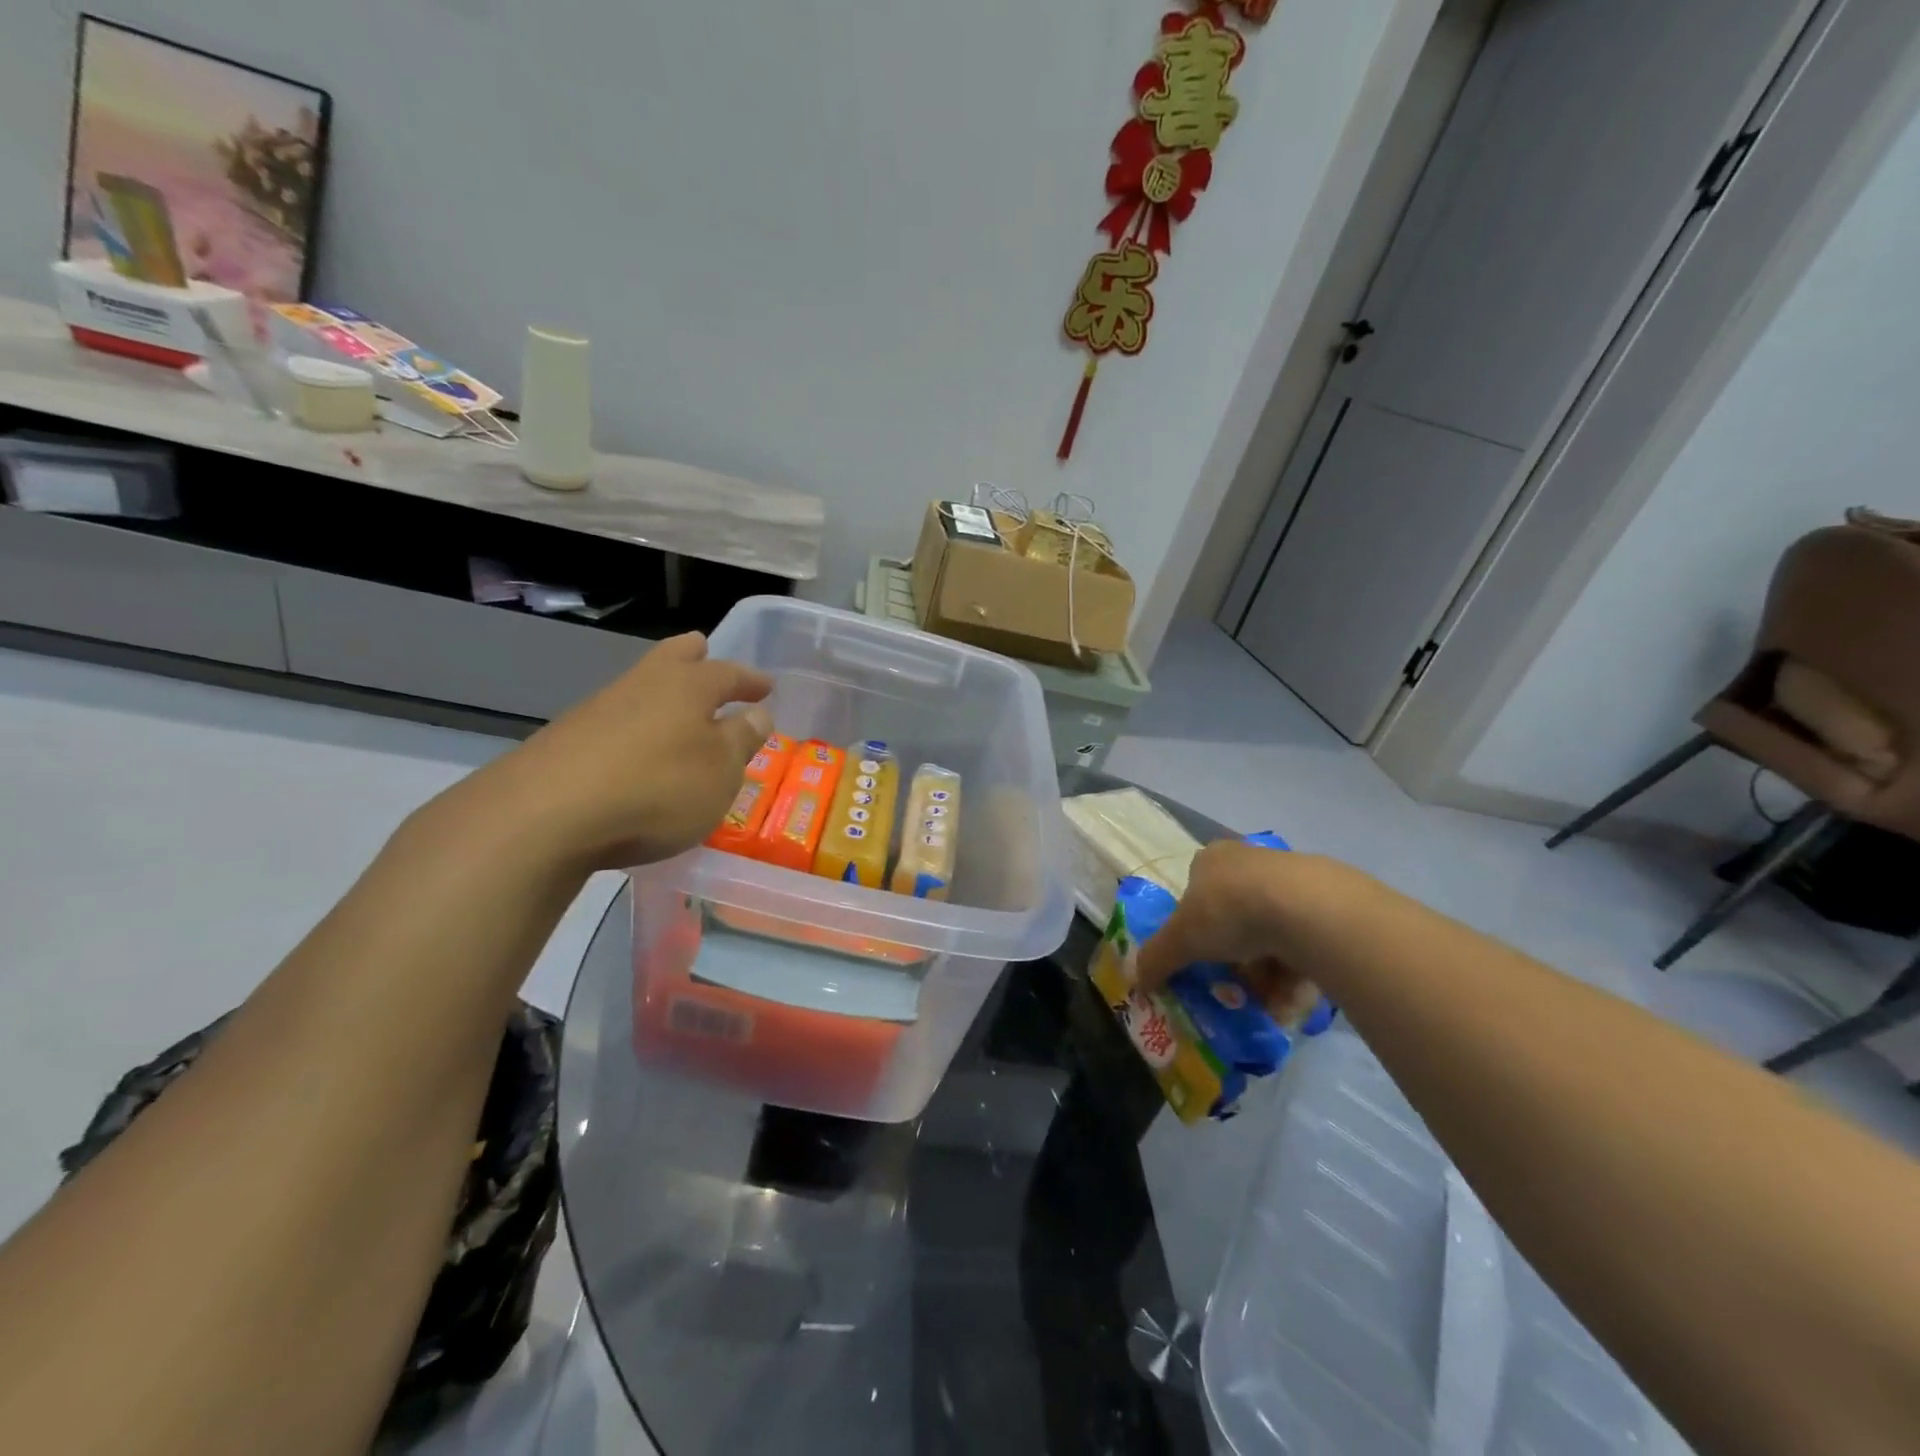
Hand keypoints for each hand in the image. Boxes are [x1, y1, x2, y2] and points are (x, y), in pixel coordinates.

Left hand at [447, 633, 772, 871]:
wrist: (545, 816)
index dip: (750, 681)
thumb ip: (740, 741)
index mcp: (687, 686)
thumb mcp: (719, 772)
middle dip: (694, 657)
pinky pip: (615, 722)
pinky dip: (635, 729)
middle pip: (672, 657)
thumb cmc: (656, 788)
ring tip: (678, 715)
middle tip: (706, 655)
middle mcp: (642, 686)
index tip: (766, 687)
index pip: (728, 674)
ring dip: (662, 696)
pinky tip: (637, 754)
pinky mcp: (566, 739)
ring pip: (640, 688)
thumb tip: (757, 714)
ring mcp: (598, 709)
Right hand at [1133, 840, 1344, 1023]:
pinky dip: (1298, 971)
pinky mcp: (1328, 900)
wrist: (1307, 909)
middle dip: (1235, 957)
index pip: (1197, 890)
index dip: (1196, 927)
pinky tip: (1296, 995)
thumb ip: (1157, 959)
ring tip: (1269, 1002)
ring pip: (1272, 932)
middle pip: (1236, 915)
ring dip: (1268, 972)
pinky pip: (1306, 941)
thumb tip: (1136, 981)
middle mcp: (1250, 860)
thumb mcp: (1181, 940)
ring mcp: (1292, 878)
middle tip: (1235, 987)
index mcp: (1212, 859)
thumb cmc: (1229, 912)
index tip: (1201, 956)